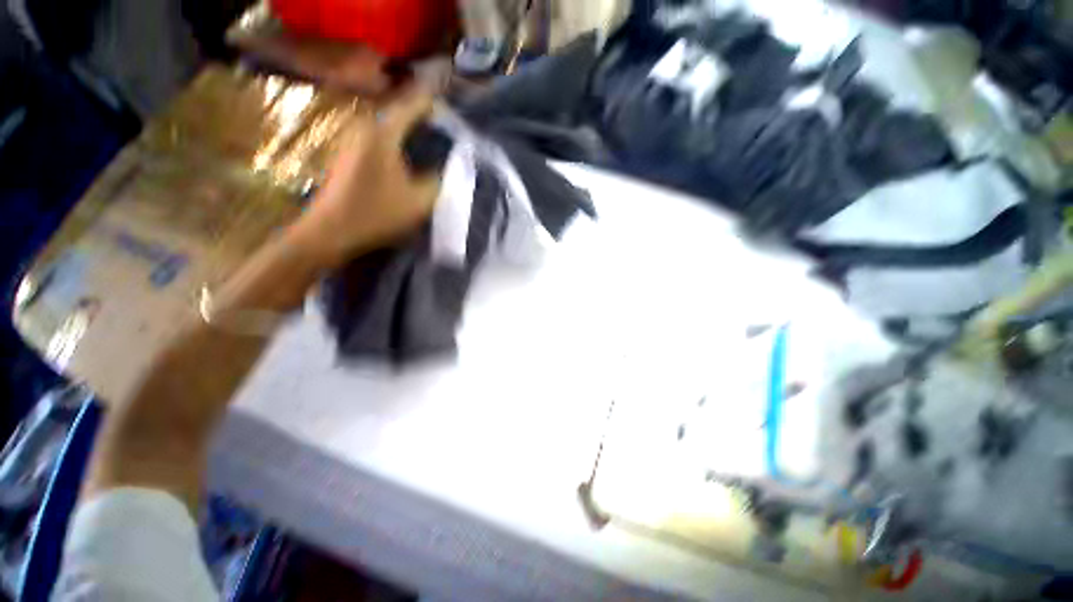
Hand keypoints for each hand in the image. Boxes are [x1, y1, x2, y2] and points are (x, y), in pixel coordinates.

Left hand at [287, 85, 439, 265]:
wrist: (331, 231)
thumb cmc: (377, 214)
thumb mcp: (419, 202)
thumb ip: (438, 181)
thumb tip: (446, 168)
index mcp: (383, 133)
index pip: (413, 105)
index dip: (434, 106)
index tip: (451, 113)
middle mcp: (365, 127)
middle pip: (400, 113)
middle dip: (423, 118)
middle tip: (445, 129)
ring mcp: (353, 140)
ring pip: (389, 126)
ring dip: (410, 131)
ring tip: (431, 140)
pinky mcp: (349, 154)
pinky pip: (380, 139)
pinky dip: (398, 143)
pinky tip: (409, 157)